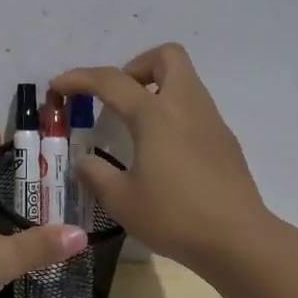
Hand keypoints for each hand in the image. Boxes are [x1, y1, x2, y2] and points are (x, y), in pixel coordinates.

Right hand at [51, 44, 268, 275]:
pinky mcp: (225, 141)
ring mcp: (211, 121)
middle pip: (166, 56)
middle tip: (117, 97)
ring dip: (156, 89)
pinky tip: (162, 152)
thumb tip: (85, 162)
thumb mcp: (121, 200)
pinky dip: (173, 114)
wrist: (239, 240)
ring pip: (184, 81)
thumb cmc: (174, 216)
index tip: (58, 86)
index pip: (112, 81)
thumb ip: (96, 175)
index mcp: (155, 114)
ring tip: (134, 127)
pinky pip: (195, 109)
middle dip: (136, 66)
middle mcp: (186, 106)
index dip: (80, 78)